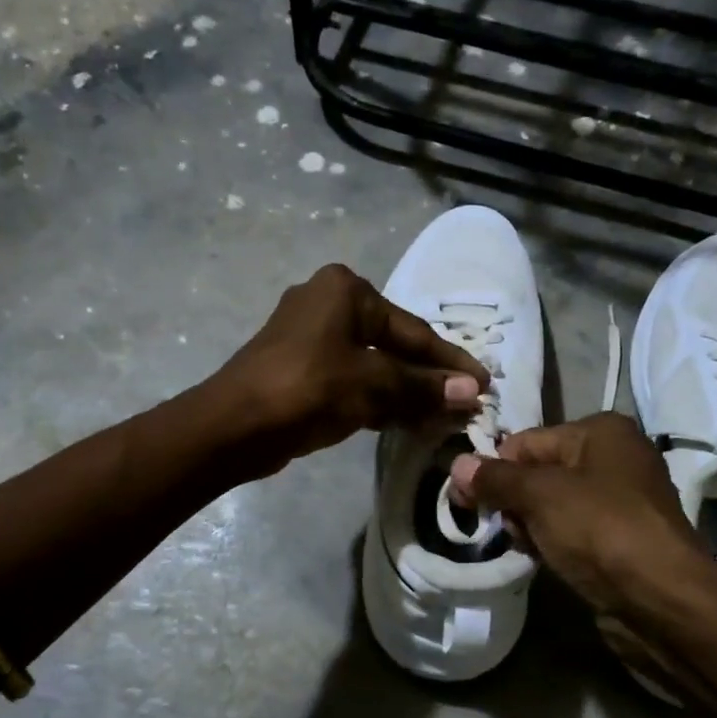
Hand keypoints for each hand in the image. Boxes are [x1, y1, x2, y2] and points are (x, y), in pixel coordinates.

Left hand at [211, 264, 489, 477]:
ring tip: (441, 416)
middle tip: (465, 402)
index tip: (484, 384)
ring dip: (404, 391)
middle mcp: (327, 302)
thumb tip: (471, 392)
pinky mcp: (299, 368)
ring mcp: (310, 336)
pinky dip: (377, 398)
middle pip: (393, 344)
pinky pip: (351, 379)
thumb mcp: (373, 386)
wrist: (233, 426)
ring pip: (372, 364)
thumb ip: (423, 388)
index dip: (450, 361)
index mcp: (346, 291)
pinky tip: (403, 419)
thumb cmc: (308, 390)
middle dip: (428, 377)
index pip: (414, 330)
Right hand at [449, 412, 705, 616]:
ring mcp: (621, 500)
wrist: (661, 599)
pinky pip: (573, 530)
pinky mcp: (622, 538)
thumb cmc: (600, 530)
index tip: (465, 501)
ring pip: (553, 505)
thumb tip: (457, 464)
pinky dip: (553, 541)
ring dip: (531, 525)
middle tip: (506, 528)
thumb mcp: (540, 496)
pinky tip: (544, 559)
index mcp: (601, 431)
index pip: (526, 441)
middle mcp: (615, 457)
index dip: (493, 469)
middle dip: (514, 500)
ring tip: (528, 547)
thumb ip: (496, 479)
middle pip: (539, 472)